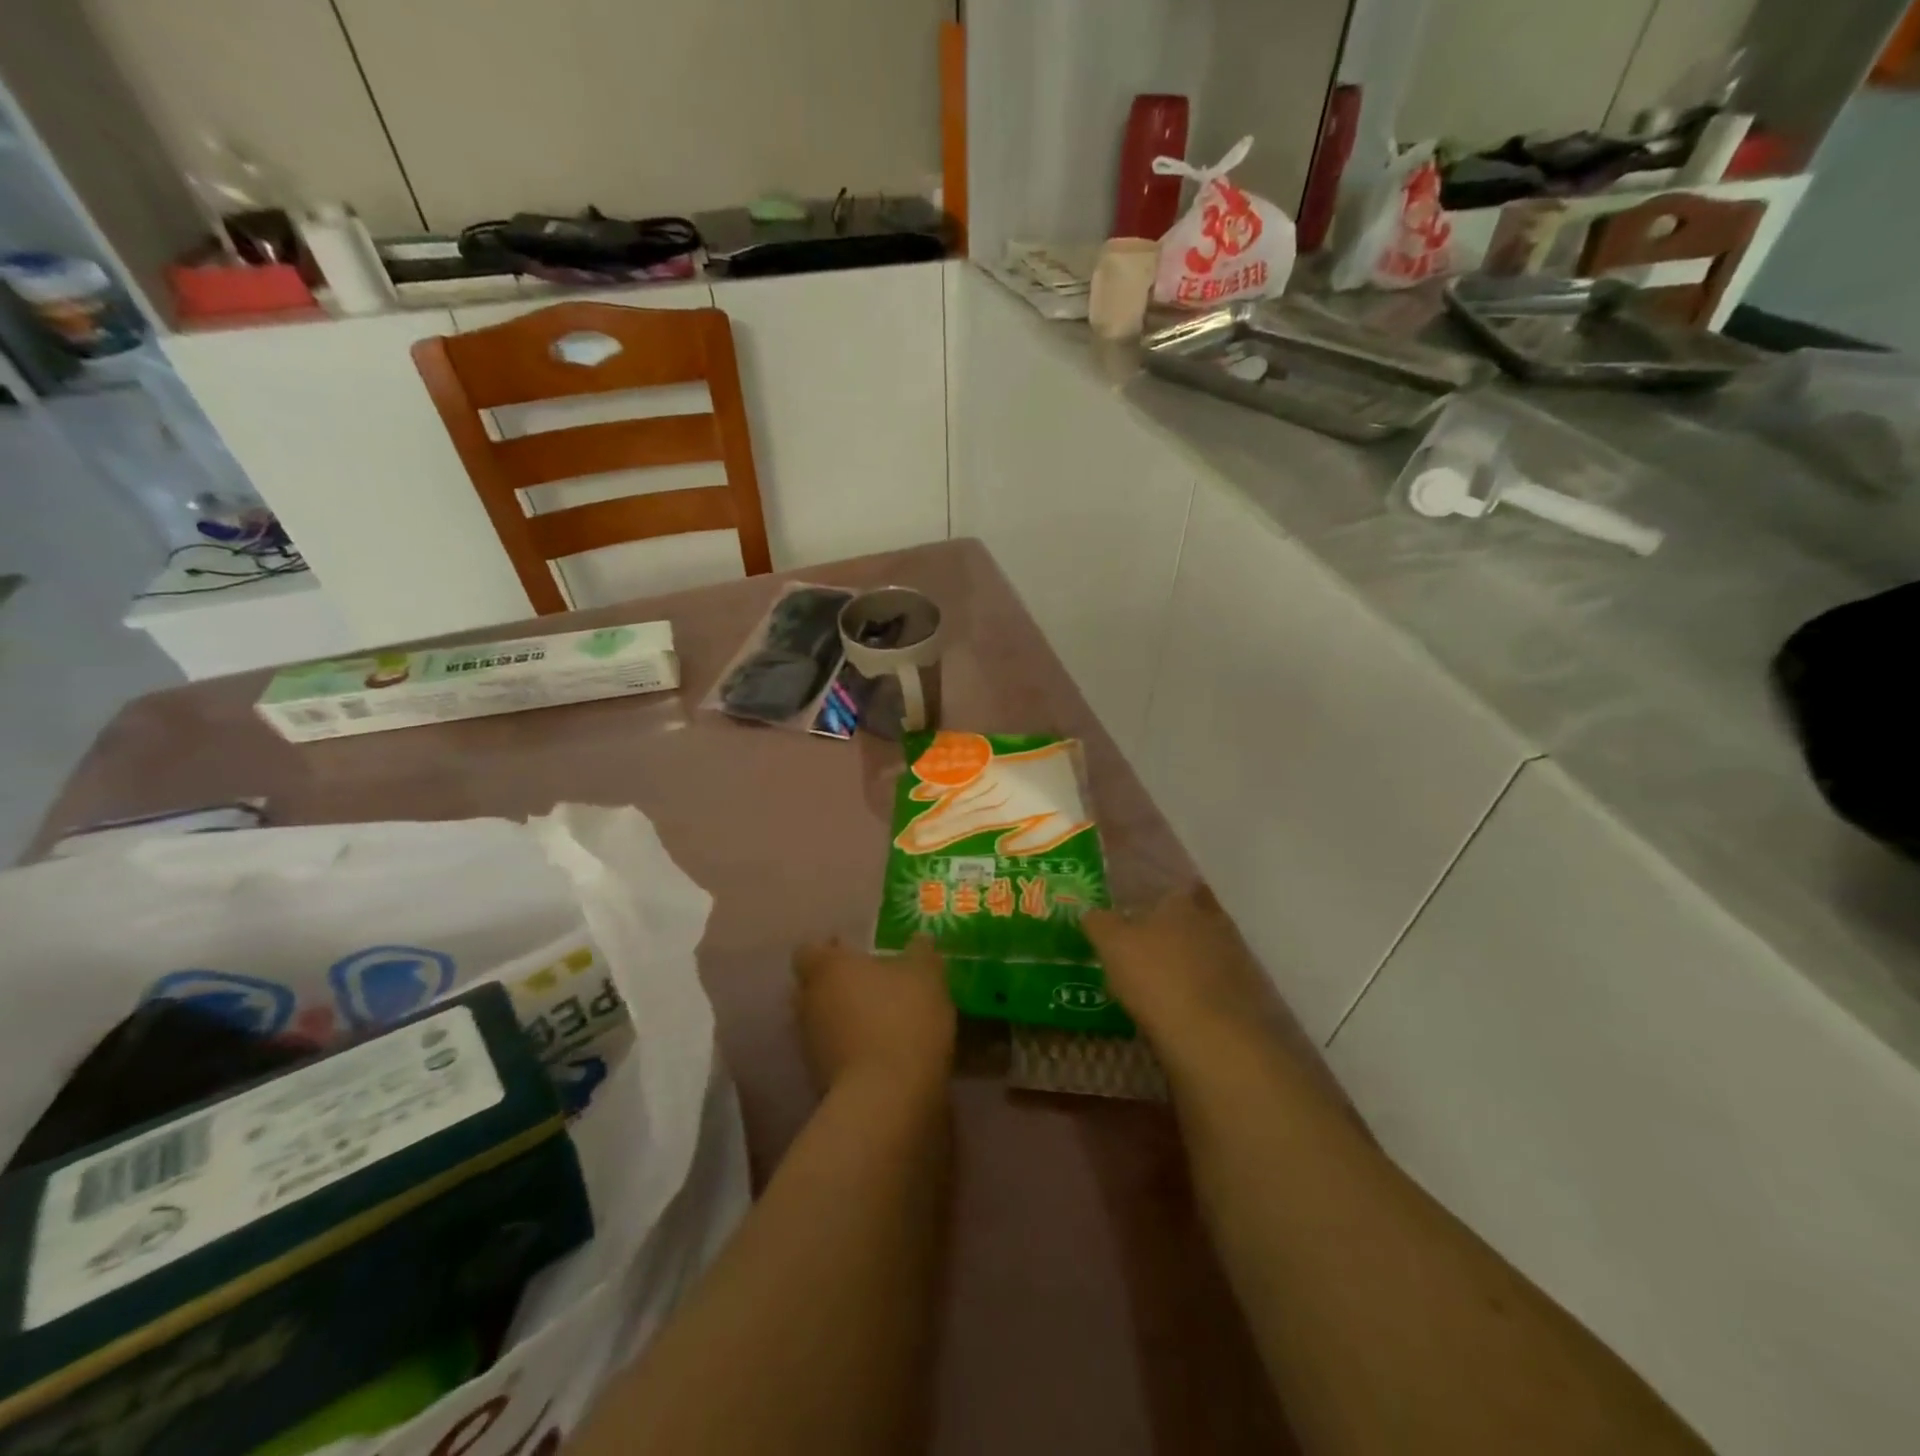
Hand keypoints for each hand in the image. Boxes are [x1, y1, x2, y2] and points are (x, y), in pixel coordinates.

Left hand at [792, 936, 955, 1096]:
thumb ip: (921, 952)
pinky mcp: (818, 1080)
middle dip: (835, 984)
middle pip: (811, 987)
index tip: (853, 951)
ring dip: (842, 1019)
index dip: (829, 949)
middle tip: (869, 984)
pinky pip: (832, 1053)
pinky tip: (880, 1052)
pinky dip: (849, 1050)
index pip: (809, 950)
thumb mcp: (926, 974)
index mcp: (827, 968)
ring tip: (878, 1020)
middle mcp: (809, 1002)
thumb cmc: (903, 1018)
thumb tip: (920, 939)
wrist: (887, 1097)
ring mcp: (810, 1044)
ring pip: (820, 1021)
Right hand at [1084, 885, 1294, 1066]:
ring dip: (1189, 961)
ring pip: (1208, 950)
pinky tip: (1185, 1007)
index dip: (1154, 899)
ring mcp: (1238, 959)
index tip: (1137, 911)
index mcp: (1183, 902)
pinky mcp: (1251, 996)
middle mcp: (1215, 922)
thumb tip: (1091, 912)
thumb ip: (1099, 922)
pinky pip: (1219, 983)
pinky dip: (1203, 990)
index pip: (1171, 888)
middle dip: (1174, 929)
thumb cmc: (1157, 978)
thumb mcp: (1112, 945)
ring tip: (1163, 981)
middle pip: (1193, 917)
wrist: (1216, 1038)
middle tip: (1148, 946)